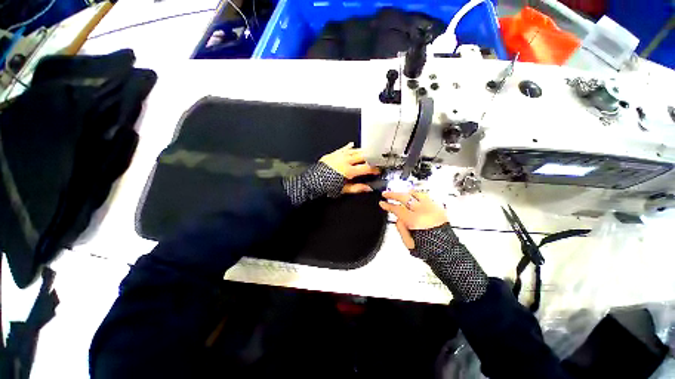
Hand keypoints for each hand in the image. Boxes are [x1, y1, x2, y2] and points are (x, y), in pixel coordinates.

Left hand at [320, 143, 379, 193]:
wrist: (312, 181)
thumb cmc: (328, 187)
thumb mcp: (343, 190)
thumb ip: (357, 188)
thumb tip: (369, 188)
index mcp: (349, 171)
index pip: (366, 168)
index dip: (374, 169)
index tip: (378, 170)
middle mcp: (346, 160)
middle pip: (362, 156)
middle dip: (371, 157)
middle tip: (376, 159)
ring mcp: (339, 155)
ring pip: (354, 150)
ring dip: (362, 151)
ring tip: (369, 152)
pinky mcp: (333, 153)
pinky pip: (343, 148)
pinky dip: (349, 147)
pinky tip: (352, 144)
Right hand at [379, 191, 447, 248]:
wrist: (447, 251)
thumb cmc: (428, 250)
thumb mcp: (408, 243)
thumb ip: (401, 228)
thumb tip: (398, 218)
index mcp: (415, 221)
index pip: (397, 209)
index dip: (388, 205)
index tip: (382, 203)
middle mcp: (423, 211)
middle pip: (405, 197)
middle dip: (393, 194)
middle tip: (386, 194)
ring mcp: (432, 208)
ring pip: (416, 193)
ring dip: (405, 193)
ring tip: (400, 194)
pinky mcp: (438, 208)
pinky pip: (425, 197)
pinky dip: (416, 196)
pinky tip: (413, 198)